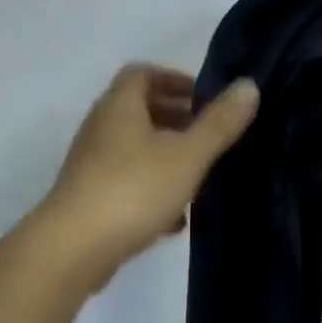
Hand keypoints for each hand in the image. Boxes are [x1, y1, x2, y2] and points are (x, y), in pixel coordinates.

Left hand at [38, 65, 259, 280]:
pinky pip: (127, 183)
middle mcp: (100, 129)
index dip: (174, 79)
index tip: (204, 98)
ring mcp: (92, 165)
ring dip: (166, 156)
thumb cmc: (133, 190)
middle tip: (209, 135)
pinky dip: (152, 190)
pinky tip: (176, 219)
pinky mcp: (90, 198)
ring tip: (199, 175)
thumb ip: (219, 123)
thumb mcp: (187, 155)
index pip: (142, 73)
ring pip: (134, 149)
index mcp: (119, 107)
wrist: (73, 248)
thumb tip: (248, 85)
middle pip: (138, 111)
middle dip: (175, 119)